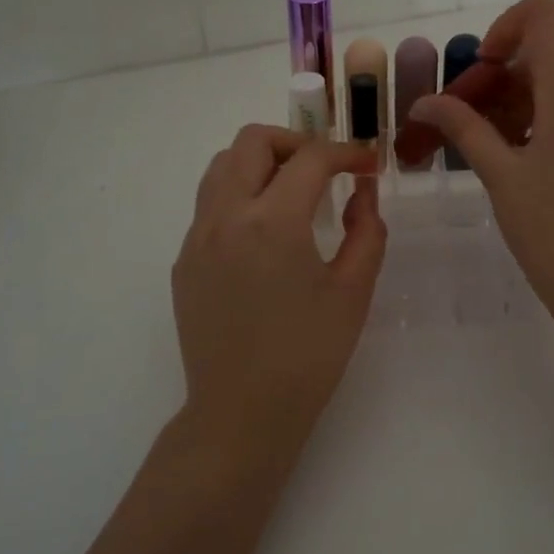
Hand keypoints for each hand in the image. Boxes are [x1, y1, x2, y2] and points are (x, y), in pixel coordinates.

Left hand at [172, 126, 386, 437]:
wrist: (242, 413)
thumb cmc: (308, 355)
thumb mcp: (353, 292)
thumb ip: (366, 231)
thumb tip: (362, 193)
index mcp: (273, 221)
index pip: (311, 158)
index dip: (347, 152)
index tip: (369, 165)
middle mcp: (225, 216)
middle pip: (253, 141)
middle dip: (296, 142)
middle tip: (326, 170)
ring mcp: (196, 237)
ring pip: (222, 166)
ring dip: (261, 163)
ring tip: (293, 193)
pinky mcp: (183, 261)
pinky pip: (209, 205)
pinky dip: (240, 196)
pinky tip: (265, 235)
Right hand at [409, 0, 553, 337]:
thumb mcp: (501, 176)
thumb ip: (464, 128)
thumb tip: (424, 102)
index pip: (543, 16)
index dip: (504, 28)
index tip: (479, 72)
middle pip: (547, 56)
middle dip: (499, 79)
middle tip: (463, 122)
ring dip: (518, 104)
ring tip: (486, 150)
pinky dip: (543, 123)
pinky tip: (518, 164)